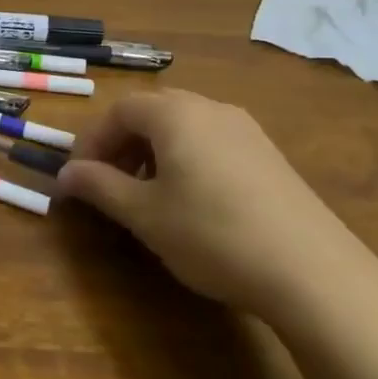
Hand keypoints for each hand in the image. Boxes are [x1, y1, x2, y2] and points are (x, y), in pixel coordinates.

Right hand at [55, 89, 377, 317]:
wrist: (312, 270)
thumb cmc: (212, 234)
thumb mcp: (145, 215)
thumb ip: (100, 187)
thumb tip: (65, 174)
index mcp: (176, 114)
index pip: (120, 110)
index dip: (92, 140)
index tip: (80, 177)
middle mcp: (211, 108)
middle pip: (153, 112)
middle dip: (123, 144)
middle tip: (109, 183)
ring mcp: (246, 130)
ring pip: (184, 127)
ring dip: (154, 152)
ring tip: (148, 196)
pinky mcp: (269, 155)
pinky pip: (213, 142)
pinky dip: (188, 160)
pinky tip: (194, 203)